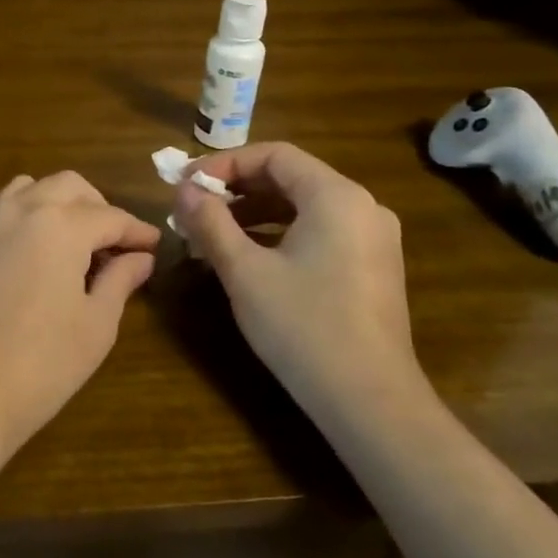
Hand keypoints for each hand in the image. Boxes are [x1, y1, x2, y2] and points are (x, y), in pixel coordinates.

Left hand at [0, 172, 160, 456]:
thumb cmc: (41, 364)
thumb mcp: (96, 325)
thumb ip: (120, 280)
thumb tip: (140, 258)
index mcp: (61, 224)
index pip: (110, 217)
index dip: (137, 232)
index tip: (155, 246)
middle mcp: (24, 208)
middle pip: (71, 187)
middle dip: (100, 207)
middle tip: (118, 244)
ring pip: (34, 187)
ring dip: (62, 202)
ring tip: (79, 242)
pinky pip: (6, 205)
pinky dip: (30, 210)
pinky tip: (42, 247)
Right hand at [172, 143, 422, 412]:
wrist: (370, 402)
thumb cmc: (303, 327)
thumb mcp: (244, 271)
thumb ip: (210, 222)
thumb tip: (184, 190)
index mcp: (336, 196)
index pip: (274, 154)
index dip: (224, 163)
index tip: (187, 185)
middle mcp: (363, 206)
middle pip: (290, 177)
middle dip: (237, 189)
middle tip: (194, 208)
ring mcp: (373, 238)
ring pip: (304, 206)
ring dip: (255, 212)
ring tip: (213, 234)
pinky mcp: (374, 267)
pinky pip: (320, 231)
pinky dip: (281, 233)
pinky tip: (250, 257)